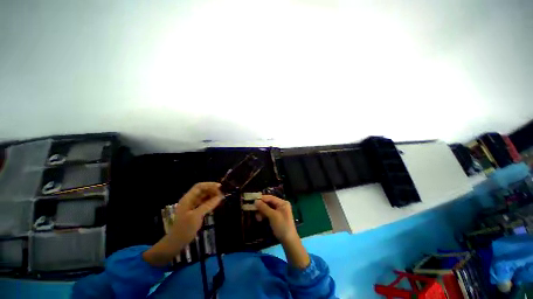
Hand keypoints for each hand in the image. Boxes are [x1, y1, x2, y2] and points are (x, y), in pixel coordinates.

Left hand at [168, 182, 223, 244]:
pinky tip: (216, 203)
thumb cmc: (184, 229)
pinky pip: (204, 202)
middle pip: (202, 190)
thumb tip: (220, 196)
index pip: (199, 186)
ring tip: (221, 198)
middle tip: (222, 193)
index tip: (220, 187)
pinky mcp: (195, 211)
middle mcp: (190, 200)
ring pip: (204, 196)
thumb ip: (208, 205)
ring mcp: (192, 205)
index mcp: (187, 198)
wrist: (176, 243)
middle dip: (212, 190)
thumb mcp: (196, 216)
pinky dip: (210, 201)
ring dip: (212, 195)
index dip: (210, 185)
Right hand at [254, 195, 297, 242]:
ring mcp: (279, 211)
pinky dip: (264, 215)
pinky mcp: (277, 217)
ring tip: (257, 217)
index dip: (262, 198)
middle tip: (253, 210)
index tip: (253, 200)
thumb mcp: (272, 216)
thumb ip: (264, 207)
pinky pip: (269, 213)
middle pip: (269, 202)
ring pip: (268, 208)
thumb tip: (255, 201)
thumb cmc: (282, 226)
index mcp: (282, 203)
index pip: (270, 197)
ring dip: (261, 212)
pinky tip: (260, 219)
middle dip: (261, 206)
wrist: (289, 241)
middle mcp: (281, 205)